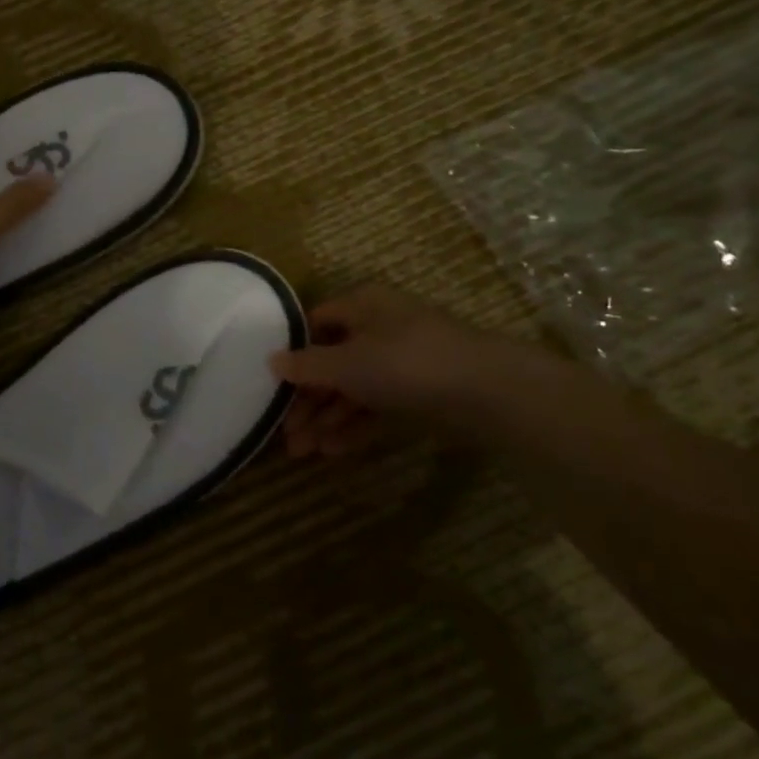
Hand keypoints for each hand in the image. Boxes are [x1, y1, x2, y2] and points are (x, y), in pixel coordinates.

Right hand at [269, 285, 537, 457]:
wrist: (488, 392)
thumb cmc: (406, 363)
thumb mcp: (347, 363)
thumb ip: (307, 365)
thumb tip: (272, 360)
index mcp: (360, 306)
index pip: (314, 324)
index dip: (292, 352)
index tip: (271, 384)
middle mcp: (378, 328)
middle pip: (331, 362)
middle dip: (306, 400)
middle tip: (286, 434)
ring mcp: (400, 362)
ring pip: (352, 389)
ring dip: (326, 418)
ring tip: (303, 452)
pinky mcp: (418, 393)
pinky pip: (375, 407)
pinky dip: (353, 426)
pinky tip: (333, 451)